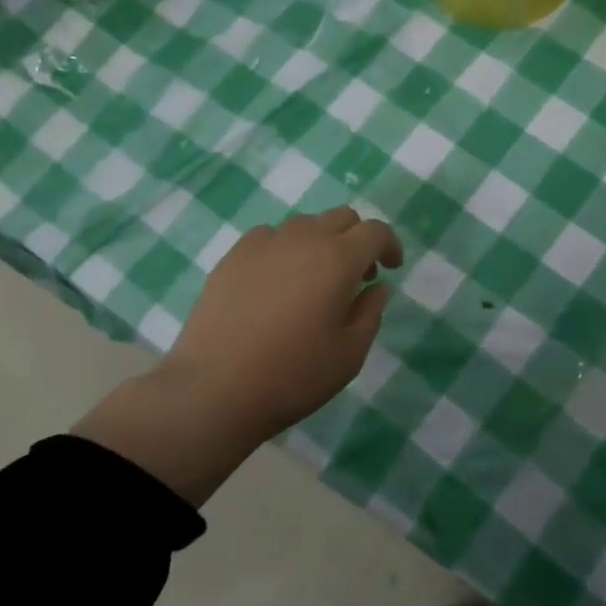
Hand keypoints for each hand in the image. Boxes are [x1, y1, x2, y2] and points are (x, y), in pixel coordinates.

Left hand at [166, 207, 403, 438]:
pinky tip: (276, 282)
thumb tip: (377, 287)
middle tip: (356, 277)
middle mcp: (302, 239)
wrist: (215, 388)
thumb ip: (370, 313)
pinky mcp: (232, 257)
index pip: (374, 231)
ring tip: (314, 280)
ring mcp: (262, 244)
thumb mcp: (349, 354)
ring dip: (320, 242)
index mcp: (337, 259)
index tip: (390, 268)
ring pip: (304, 225)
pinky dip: (284, 249)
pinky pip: (269, 237)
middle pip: (341, 217)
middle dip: (357, 239)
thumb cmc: (293, 375)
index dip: (389, 245)